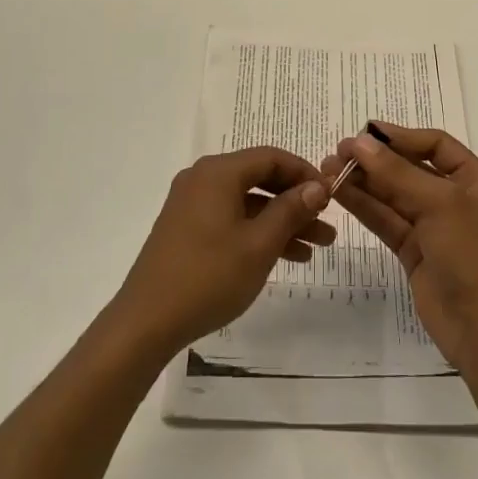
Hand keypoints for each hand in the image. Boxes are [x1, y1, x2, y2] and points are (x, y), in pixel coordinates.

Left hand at [111, 147, 335, 360]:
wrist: (146, 321)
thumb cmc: (208, 277)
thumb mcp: (259, 244)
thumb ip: (290, 210)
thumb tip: (316, 186)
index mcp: (218, 172)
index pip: (271, 157)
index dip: (305, 173)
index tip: (331, 197)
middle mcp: (203, 178)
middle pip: (260, 178)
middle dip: (296, 202)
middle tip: (327, 225)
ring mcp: (191, 203)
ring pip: (247, 202)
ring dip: (281, 221)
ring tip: (316, 248)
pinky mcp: (186, 227)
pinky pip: (231, 218)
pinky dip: (257, 232)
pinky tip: (284, 256)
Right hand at [323, 125, 477, 374]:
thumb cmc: (471, 255)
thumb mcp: (438, 204)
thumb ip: (396, 172)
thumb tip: (360, 142)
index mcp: (474, 179)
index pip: (434, 144)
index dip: (400, 136)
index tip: (364, 133)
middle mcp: (454, 197)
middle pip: (408, 168)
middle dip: (374, 160)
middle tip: (337, 153)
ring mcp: (432, 226)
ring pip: (392, 195)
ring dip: (362, 181)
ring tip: (327, 170)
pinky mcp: (413, 251)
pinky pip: (385, 220)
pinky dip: (363, 206)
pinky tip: (339, 193)